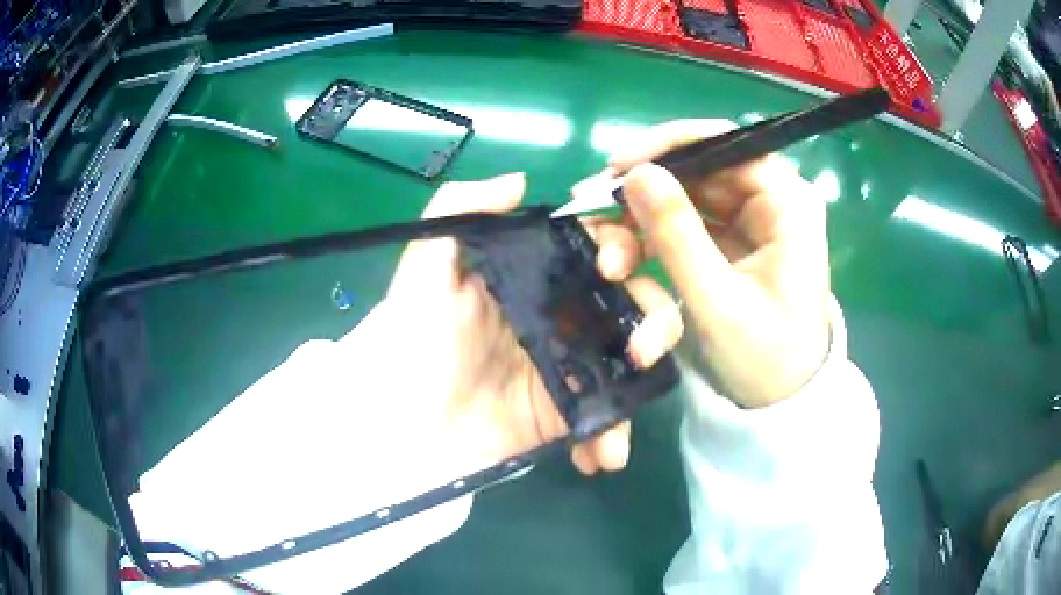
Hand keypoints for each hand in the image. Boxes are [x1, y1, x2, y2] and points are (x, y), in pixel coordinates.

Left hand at [385, 173, 682, 474]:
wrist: (400, 426)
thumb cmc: (411, 340)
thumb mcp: (424, 267)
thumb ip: (459, 210)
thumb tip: (519, 181)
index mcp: (533, 275)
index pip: (594, 248)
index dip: (619, 247)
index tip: (612, 266)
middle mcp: (559, 315)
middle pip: (630, 301)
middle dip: (654, 316)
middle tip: (640, 346)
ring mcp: (567, 367)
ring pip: (632, 357)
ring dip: (647, 376)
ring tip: (632, 400)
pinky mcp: (563, 415)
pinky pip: (606, 417)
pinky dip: (614, 434)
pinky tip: (603, 455)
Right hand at [592, 120, 830, 407]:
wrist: (781, 403)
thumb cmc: (765, 360)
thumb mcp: (717, 301)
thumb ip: (677, 234)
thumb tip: (636, 173)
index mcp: (787, 204)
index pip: (726, 143)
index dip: (668, 146)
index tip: (616, 168)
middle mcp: (771, 201)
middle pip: (696, 171)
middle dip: (643, 198)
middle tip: (594, 220)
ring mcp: (750, 221)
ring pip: (683, 199)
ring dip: (639, 227)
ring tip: (608, 264)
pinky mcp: (732, 242)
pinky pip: (683, 227)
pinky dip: (651, 246)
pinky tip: (627, 272)